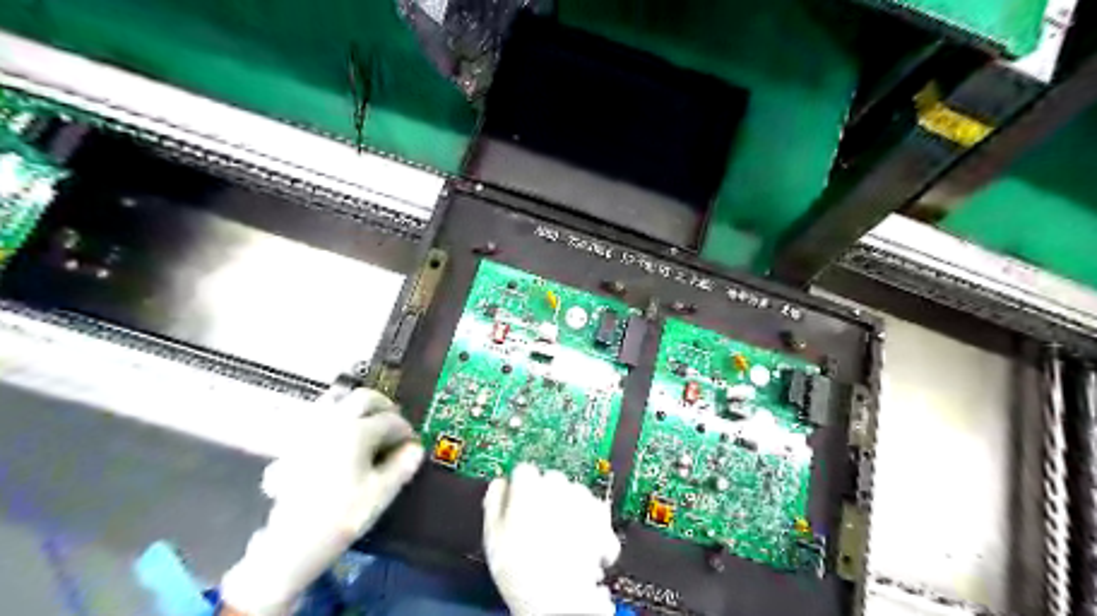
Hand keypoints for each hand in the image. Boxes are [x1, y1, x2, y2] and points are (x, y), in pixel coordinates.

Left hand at [221, 390, 423, 615]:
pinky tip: (334, 433)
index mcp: (357, 431)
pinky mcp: (292, 444)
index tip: (411, 443)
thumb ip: (402, 466)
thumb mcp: (380, 494)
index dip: (405, 430)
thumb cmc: (341, 517)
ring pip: (334, 399)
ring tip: (365, 419)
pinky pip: (313, 416)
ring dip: (354, 404)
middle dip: (383, 406)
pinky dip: (330, 416)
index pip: (390, 421)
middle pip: (363, 398)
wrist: (290, 545)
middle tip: (393, 422)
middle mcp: (333, 422)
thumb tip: (416, 449)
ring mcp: (309, 431)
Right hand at [483, 462, 621, 615]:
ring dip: (570, 508)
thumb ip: (494, 502)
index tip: (520, 503)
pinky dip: (591, 522)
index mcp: (528, 487)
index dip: (521, 488)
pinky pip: (595, 509)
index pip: (523, 471)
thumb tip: (499, 485)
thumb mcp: (492, 537)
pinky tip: (582, 541)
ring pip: (574, 492)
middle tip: (541, 526)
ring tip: (562, 537)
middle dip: (547, 497)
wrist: (557, 601)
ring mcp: (582, 500)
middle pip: (550, 479)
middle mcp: (557, 486)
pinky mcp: (601, 516)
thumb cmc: (522, 573)